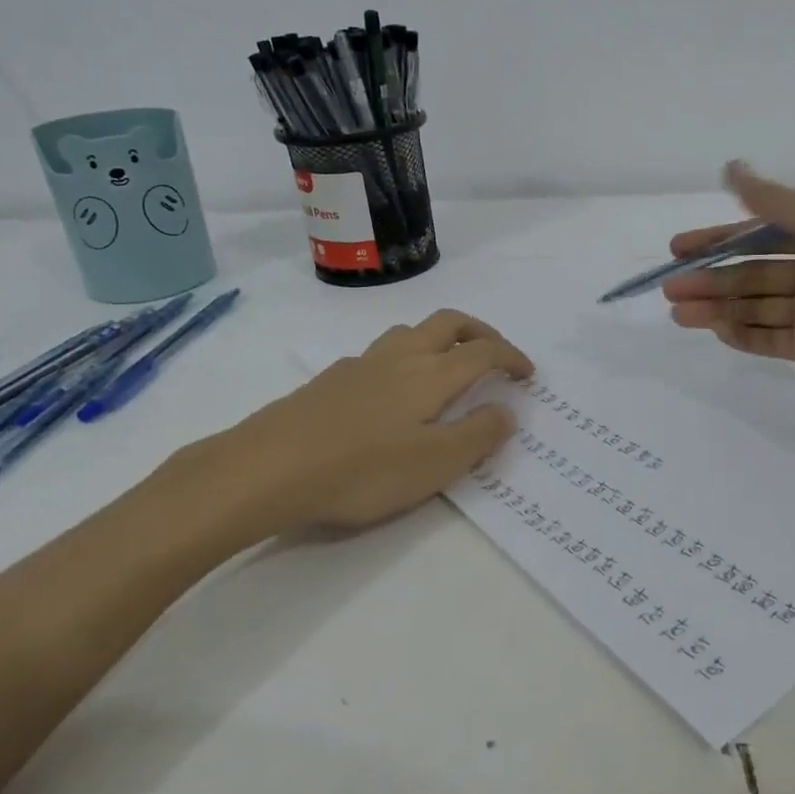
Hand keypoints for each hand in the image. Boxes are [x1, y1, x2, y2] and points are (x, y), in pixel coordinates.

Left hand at [169, 309, 532, 551]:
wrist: (267, 468)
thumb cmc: (361, 470)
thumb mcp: (433, 465)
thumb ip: (476, 435)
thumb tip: (506, 411)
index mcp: (430, 375)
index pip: (483, 352)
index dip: (511, 357)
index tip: (527, 374)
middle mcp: (399, 357)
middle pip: (448, 323)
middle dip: (480, 332)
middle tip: (496, 354)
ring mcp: (360, 364)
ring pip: (410, 331)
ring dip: (440, 338)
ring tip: (448, 366)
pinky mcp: (330, 379)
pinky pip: (380, 352)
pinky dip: (404, 357)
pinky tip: (392, 391)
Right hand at [661, 162, 794, 413]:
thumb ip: (773, 201)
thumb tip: (730, 168)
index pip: (760, 233)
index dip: (718, 239)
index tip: (679, 248)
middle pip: (754, 273)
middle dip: (711, 279)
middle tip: (670, 289)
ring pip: (757, 307)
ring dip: (717, 308)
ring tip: (678, 312)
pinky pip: (772, 339)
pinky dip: (742, 335)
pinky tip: (713, 330)